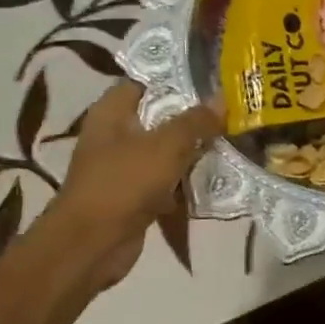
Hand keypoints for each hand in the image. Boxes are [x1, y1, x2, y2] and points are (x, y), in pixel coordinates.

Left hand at [42, 83, 219, 287]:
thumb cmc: (123, 183)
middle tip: (231, 108)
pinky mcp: (134, 195)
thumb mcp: (165, 145)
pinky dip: (186, 179)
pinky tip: (217, 174)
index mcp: (111, 112)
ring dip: (193, 148)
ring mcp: (124, 167)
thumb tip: (222, 98)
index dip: (176, 77)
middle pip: (159, 116)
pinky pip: (166, 179)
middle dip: (193, 115)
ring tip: (232, 137)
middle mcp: (115, 135)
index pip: (145, 82)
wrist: (92, 245)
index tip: (211, 77)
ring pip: (165, 149)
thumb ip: (195, 121)